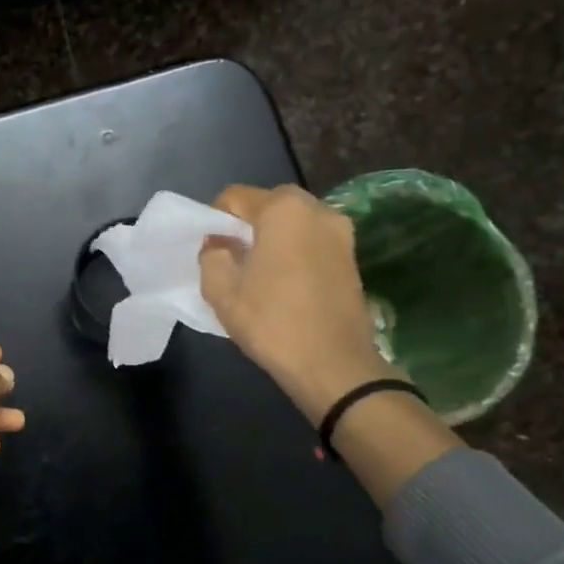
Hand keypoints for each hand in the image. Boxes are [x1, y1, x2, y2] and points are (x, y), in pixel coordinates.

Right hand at [198, 184, 397, 423]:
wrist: (334, 366)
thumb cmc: (272, 322)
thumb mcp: (221, 291)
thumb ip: (212, 256)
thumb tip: (220, 244)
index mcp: (283, 209)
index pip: (235, 197)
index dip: (215, 219)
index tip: (210, 248)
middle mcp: (317, 210)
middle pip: (268, 205)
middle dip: (247, 225)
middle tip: (233, 258)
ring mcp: (341, 233)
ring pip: (293, 223)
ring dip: (273, 238)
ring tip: (258, 273)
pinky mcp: (352, 257)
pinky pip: (312, 242)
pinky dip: (295, 252)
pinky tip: (284, 284)